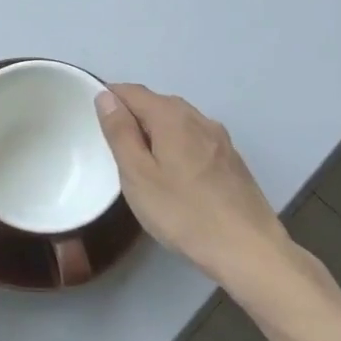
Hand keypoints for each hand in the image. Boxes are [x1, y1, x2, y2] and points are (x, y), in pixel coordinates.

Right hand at [95, 84, 293, 289]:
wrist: (248, 249)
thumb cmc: (183, 213)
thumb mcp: (138, 175)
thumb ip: (120, 133)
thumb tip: (106, 97)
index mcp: (172, 117)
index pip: (133, 91)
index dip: (110, 98)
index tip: (93, 119)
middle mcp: (199, 118)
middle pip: (157, 103)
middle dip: (133, 115)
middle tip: (113, 146)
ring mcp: (220, 139)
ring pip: (178, 121)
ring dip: (155, 131)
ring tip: (141, 161)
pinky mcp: (232, 160)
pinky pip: (195, 139)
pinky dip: (176, 145)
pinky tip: (174, 174)